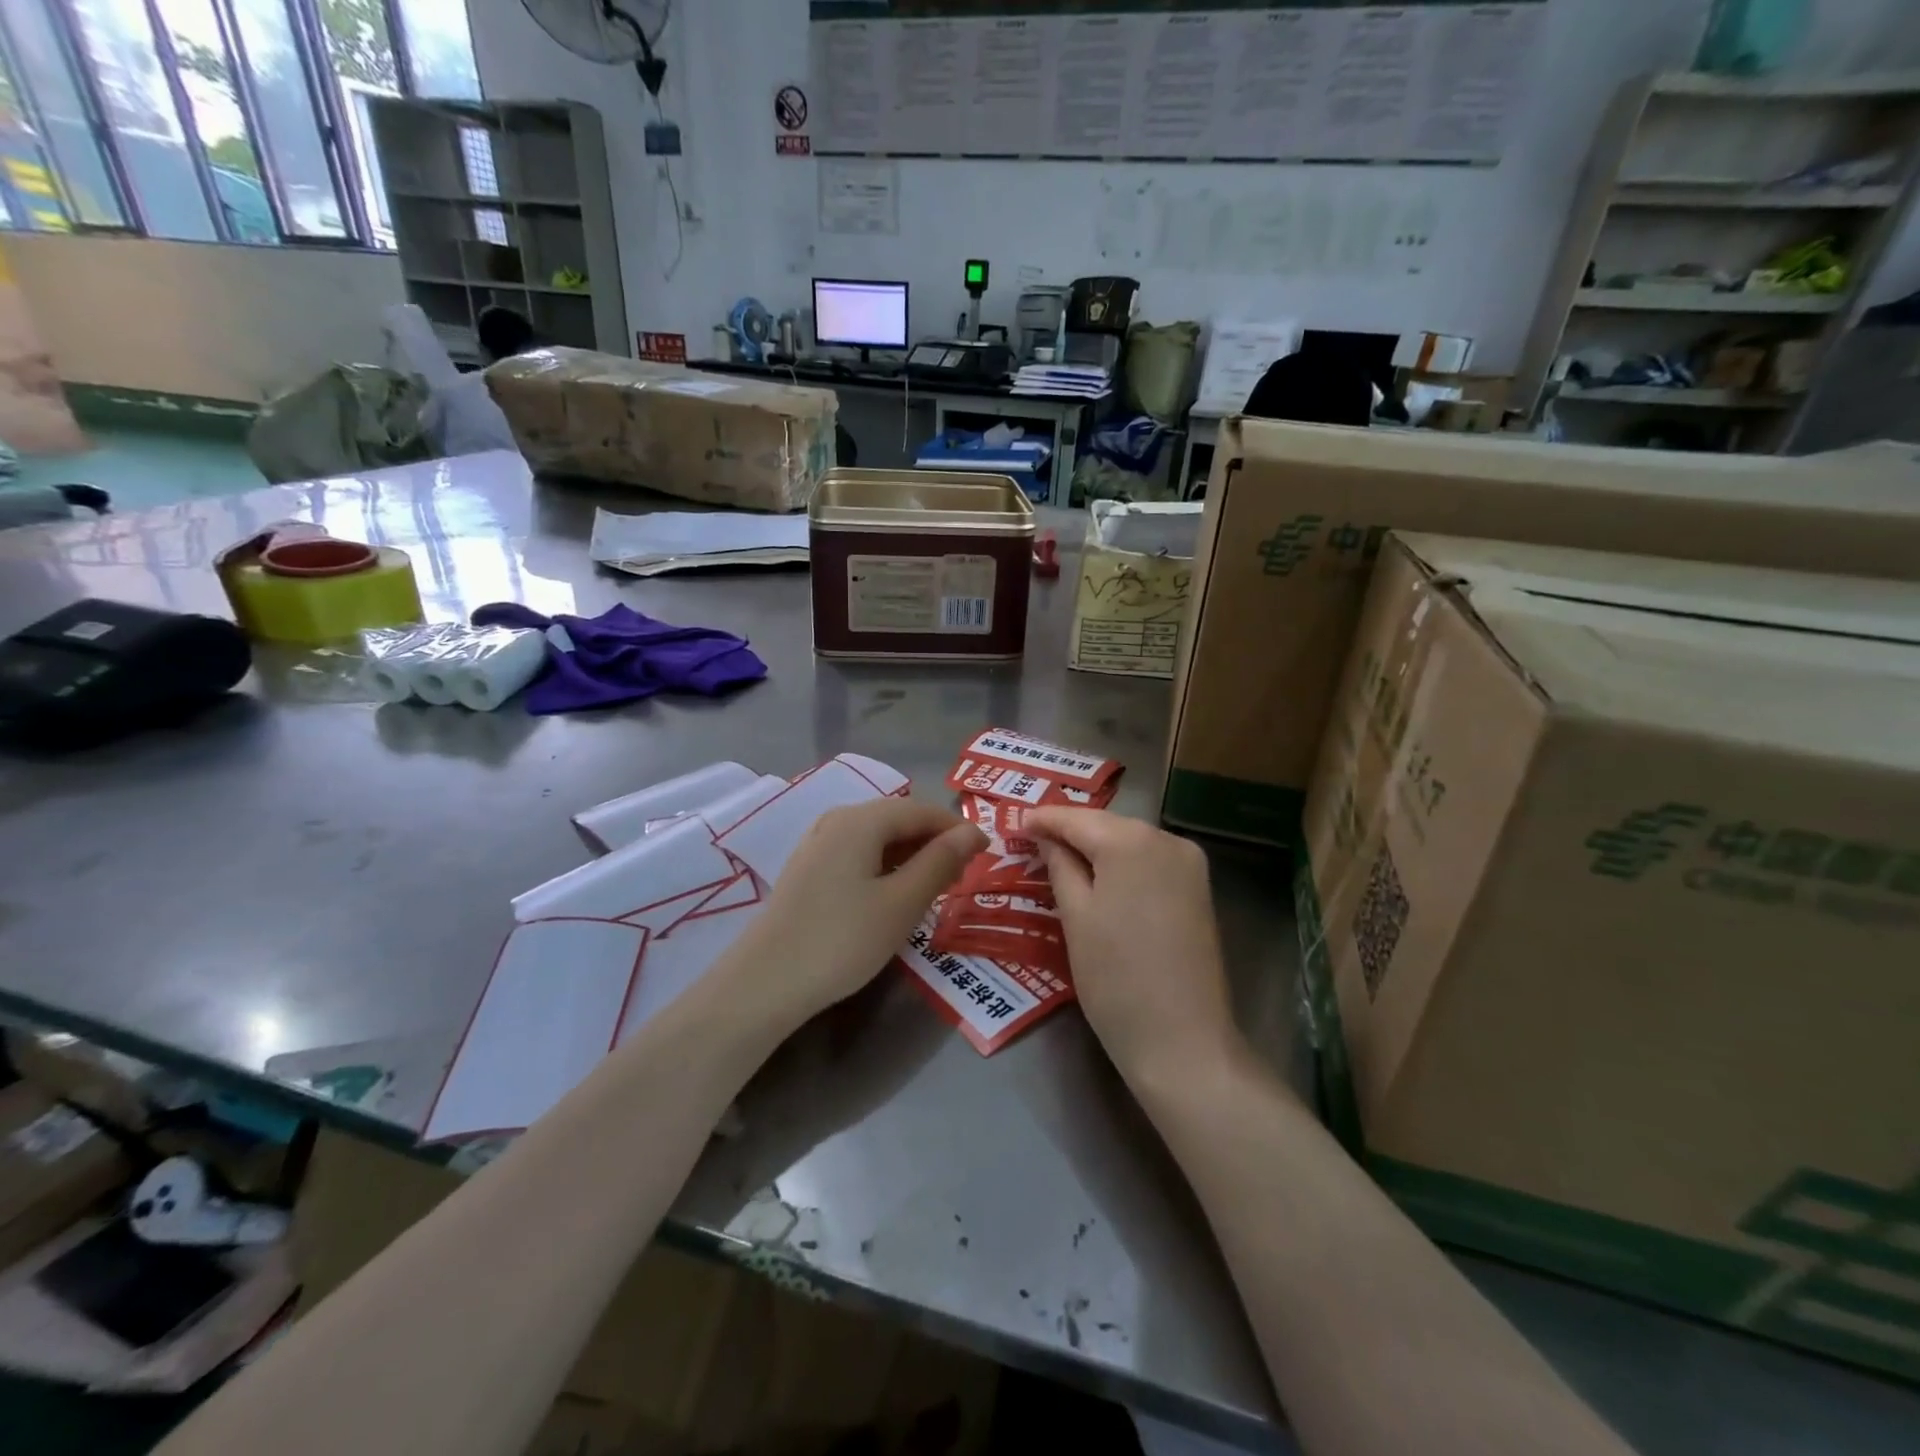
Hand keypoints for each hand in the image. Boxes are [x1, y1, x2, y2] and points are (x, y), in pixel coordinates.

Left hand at [731, 798, 983, 1028]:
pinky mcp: (807, 871)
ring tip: (934, 888)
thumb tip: (972, 832)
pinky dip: (884, 868)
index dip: (957, 829)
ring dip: (910, 857)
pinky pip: (858, 856)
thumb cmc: (842, 940)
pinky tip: (892, 896)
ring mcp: (817, 845)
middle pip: (898, 820)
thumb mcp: (901, 903)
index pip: (921, 810)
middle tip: (963, 876)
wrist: (764, 983)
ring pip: (877, 839)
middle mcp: (837, 821)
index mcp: (861, 820)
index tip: (986, 854)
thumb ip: (940, 862)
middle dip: (934, 843)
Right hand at [1024, 808, 1240, 1089]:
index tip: (1014, 823)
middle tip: (1032, 841)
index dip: (1043, 819)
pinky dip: (1122, 863)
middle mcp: (1166, 838)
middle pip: (1106, 824)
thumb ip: (1059, 866)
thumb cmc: (1115, 979)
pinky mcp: (1199, 887)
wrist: (1183, 1041)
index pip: (1076, 818)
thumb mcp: (1076, 917)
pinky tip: (1099, 875)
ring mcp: (1189, 862)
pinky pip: (1150, 860)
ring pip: (1130, 840)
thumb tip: (1046, 837)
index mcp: (1131, 841)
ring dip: (1096, 846)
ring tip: (1058, 858)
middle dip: (1070, 831)